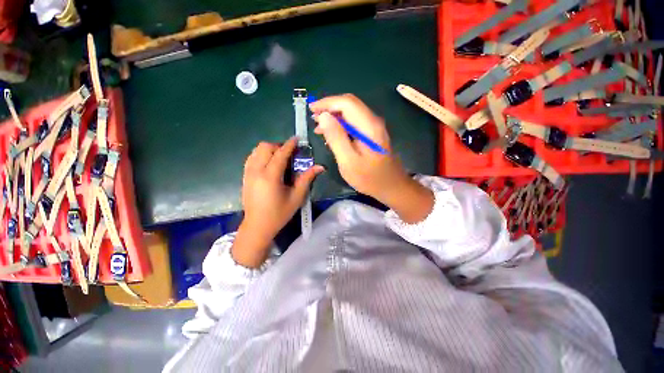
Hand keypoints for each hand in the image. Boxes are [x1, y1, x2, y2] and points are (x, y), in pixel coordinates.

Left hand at [232, 138, 323, 267]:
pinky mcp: (245, 176)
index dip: (289, 144)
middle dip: (278, 146)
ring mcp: (248, 173)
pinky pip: (251, 158)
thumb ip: (307, 179)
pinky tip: (269, 164)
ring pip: (256, 150)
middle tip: (289, 154)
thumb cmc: (279, 213)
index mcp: (270, 176)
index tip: (297, 139)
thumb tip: (320, 167)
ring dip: (269, 150)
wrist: (258, 226)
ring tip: (279, 158)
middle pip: (265, 147)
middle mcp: (256, 171)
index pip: (280, 154)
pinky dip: (261, 155)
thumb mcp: (296, 197)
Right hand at [309, 94, 433, 222]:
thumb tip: (323, 116)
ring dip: (334, 118)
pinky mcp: (372, 135)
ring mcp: (373, 128)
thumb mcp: (349, 161)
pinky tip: (332, 136)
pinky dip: (340, 126)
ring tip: (318, 128)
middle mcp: (373, 122)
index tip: (311, 110)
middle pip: (349, 105)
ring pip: (351, 114)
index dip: (327, 103)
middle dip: (329, 108)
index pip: (346, 103)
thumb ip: (336, 138)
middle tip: (313, 119)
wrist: (392, 187)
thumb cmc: (370, 178)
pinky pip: (354, 124)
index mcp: (369, 126)